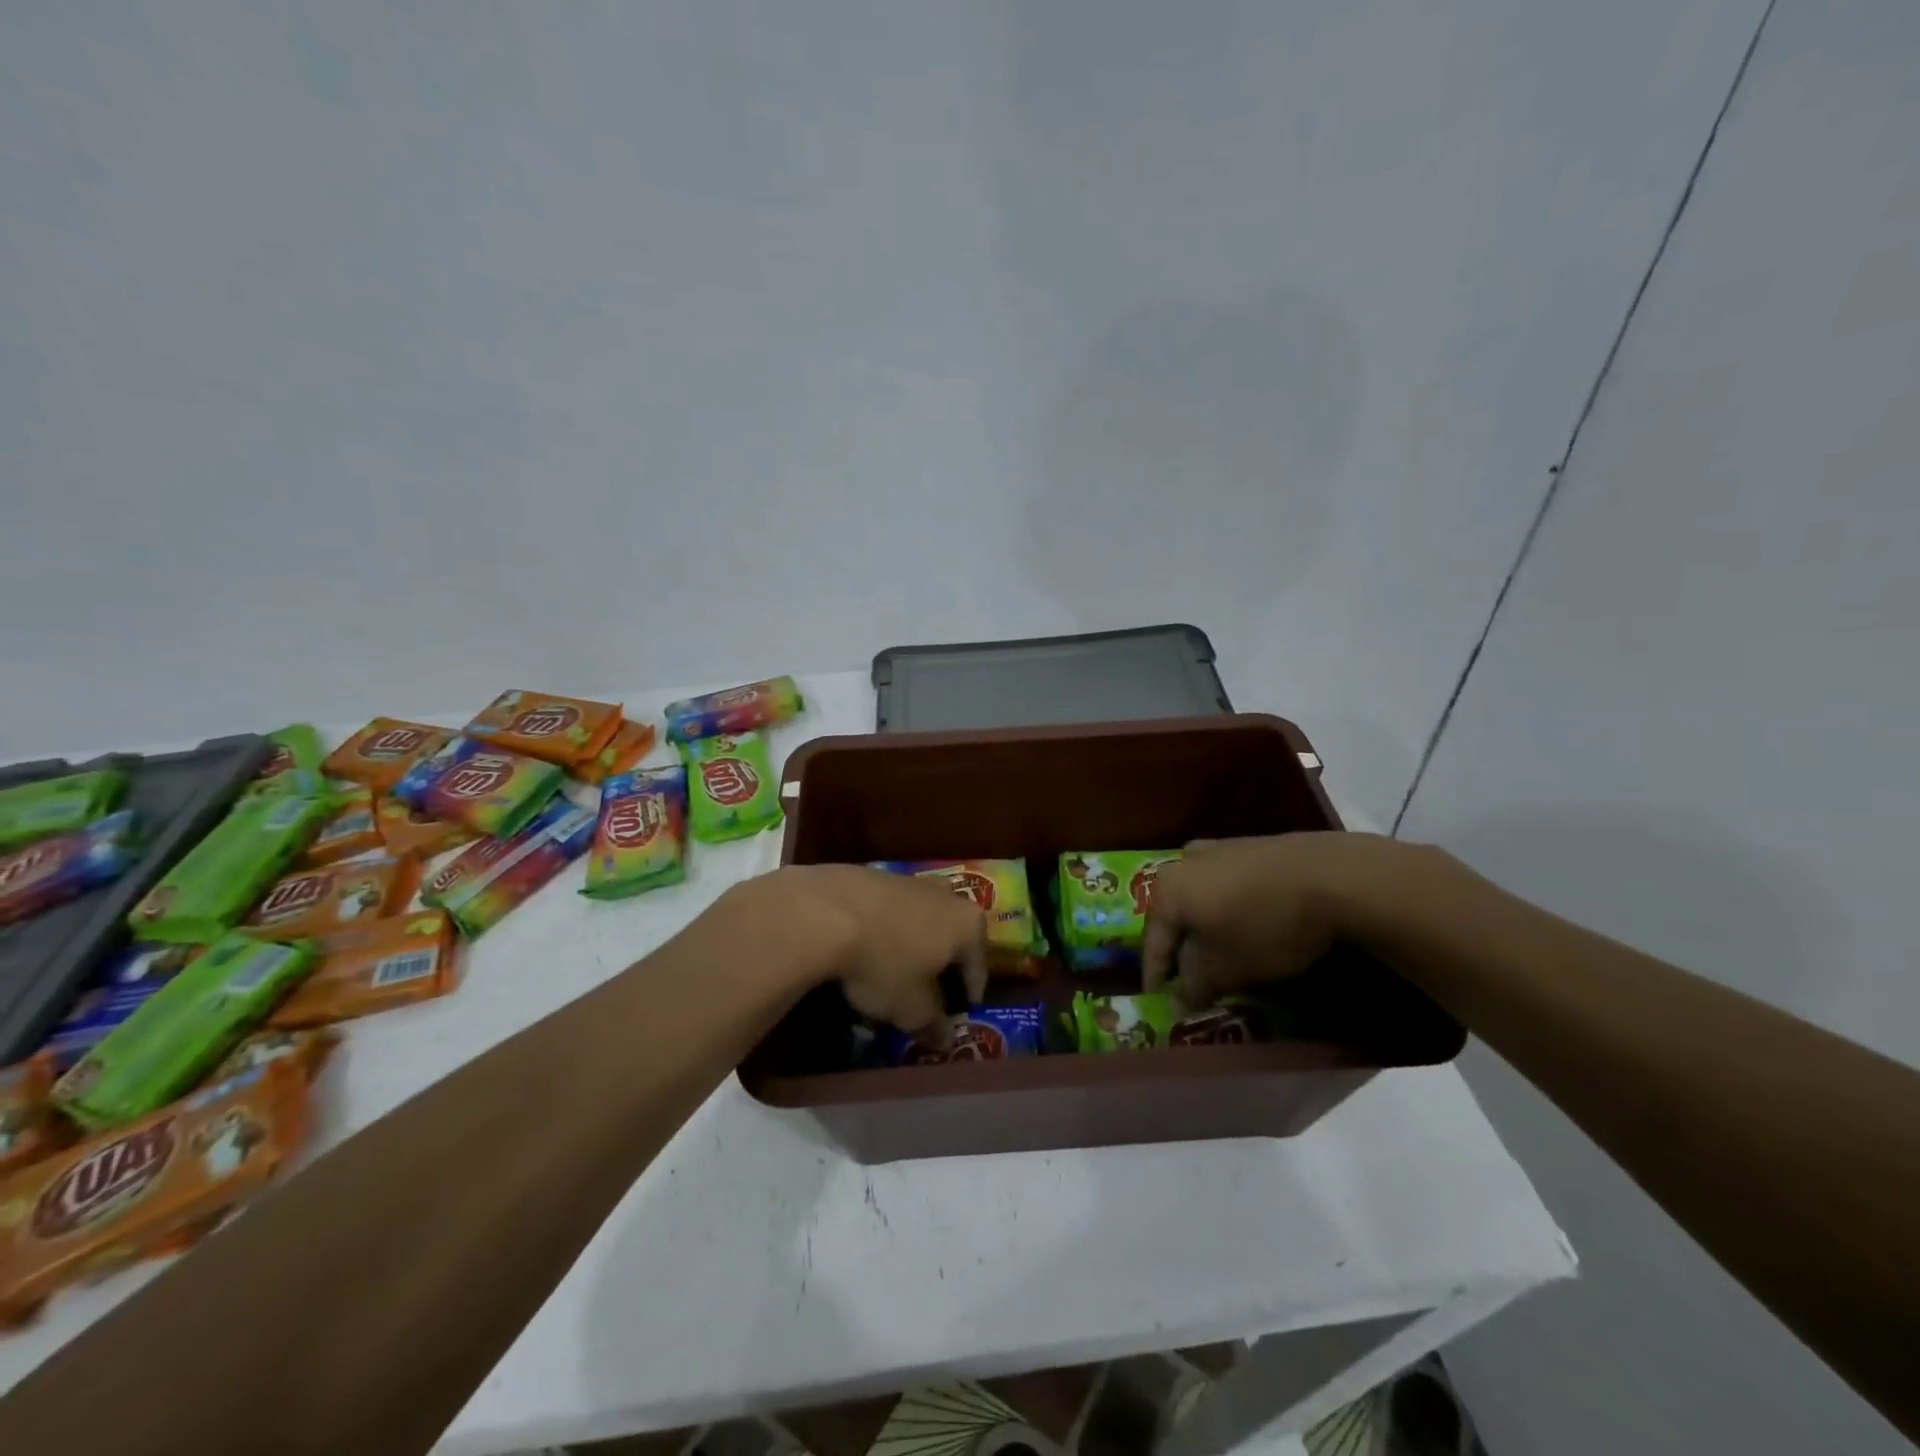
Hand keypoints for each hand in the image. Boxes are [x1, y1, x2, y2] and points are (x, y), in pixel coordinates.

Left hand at [730, 865, 988, 1043]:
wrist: (826, 911)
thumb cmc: (884, 962)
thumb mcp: (911, 1008)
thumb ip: (932, 1024)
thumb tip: (945, 1039)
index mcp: (967, 924)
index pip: (978, 968)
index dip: (968, 997)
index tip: (957, 1017)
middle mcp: (946, 895)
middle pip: (951, 938)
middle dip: (940, 966)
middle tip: (925, 995)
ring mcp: (910, 880)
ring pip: (920, 921)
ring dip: (911, 946)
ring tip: (891, 974)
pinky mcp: (875, 875)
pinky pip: (889, 912)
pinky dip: (884, 931)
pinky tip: (865, 950)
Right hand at [1142, 832, 1413, 1006]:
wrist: (1331, 876)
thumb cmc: (1266, 926)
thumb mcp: (1228, 968)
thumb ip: (1195, 987)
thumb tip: (1175, 1004)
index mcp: (1168, 891)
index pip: (1153, 942)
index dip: (1155, 976)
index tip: (1158, 1001)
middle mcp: (1183, 863)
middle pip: (1174, 915)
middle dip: (1181, 949)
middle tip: (1191, 979)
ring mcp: (1217, 849)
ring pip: (1200, 897)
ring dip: (1205, 926)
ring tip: (1220, 953)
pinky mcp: (1248, 846)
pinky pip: (1225, 884)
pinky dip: (1227, 908)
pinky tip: (1246, 925)